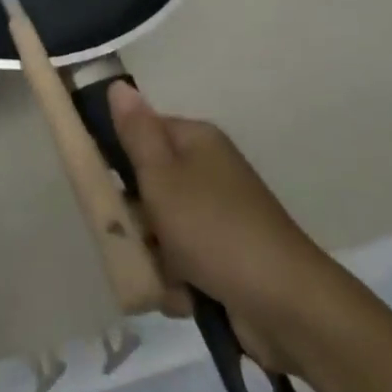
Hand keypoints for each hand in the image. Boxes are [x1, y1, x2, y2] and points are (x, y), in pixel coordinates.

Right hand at [109, 82, 339, 372]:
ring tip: (164, 276)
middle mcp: (208, 171)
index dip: (118, 159)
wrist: (287, 306)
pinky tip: (184, 298)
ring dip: (155, 257)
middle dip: (136, 220)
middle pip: (149, 185)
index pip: (141, 133)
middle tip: (131, 238)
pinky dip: (178, 280)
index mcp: (196, 141)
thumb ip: (136, 133)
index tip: (103, 187)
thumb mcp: (162, 177)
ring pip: (162, 229)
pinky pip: (184, 261)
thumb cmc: (214, 230)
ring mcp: (219, 216)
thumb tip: (118, 84)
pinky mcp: (226, 258)